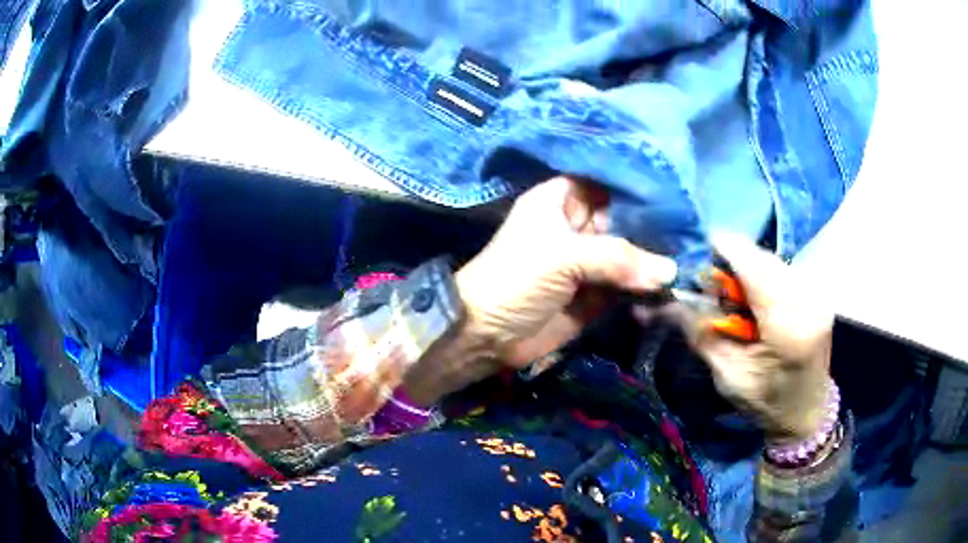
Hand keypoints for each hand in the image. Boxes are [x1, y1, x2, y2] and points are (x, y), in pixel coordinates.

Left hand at [455, 177, 677, 367]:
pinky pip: (627, 286)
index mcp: (562, 200)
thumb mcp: (564, 256)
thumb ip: (619, 257)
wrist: (487, 335)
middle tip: (694, 230)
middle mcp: (578, 226)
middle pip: (625, 219)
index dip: (638, 187)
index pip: (607, 183)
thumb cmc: (516, 279)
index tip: (676, 192)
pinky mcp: (595, 294)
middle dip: (655, 226)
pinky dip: (646, 288)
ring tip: (692, 257)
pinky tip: (674, 287)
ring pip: (630, 254)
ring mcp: (588, 261)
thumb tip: (669, 270)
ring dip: (655, 260)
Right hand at [661, 233, 834, 444]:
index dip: (725, 249)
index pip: (754, 267)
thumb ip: (702, 333)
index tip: (700, 252)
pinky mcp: (819, 292)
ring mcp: (817, 294)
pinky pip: (783, 270)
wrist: (807, 412)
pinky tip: (757, 301)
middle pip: (763, 258)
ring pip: (773, 260)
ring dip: (749, 270)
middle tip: (713, 288)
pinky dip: (764, 277)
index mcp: (787, 327)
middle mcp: (809, 300)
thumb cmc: (766, 403)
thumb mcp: (727, 376)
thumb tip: (670, 300)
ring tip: (735, 298)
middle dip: (734, 263)